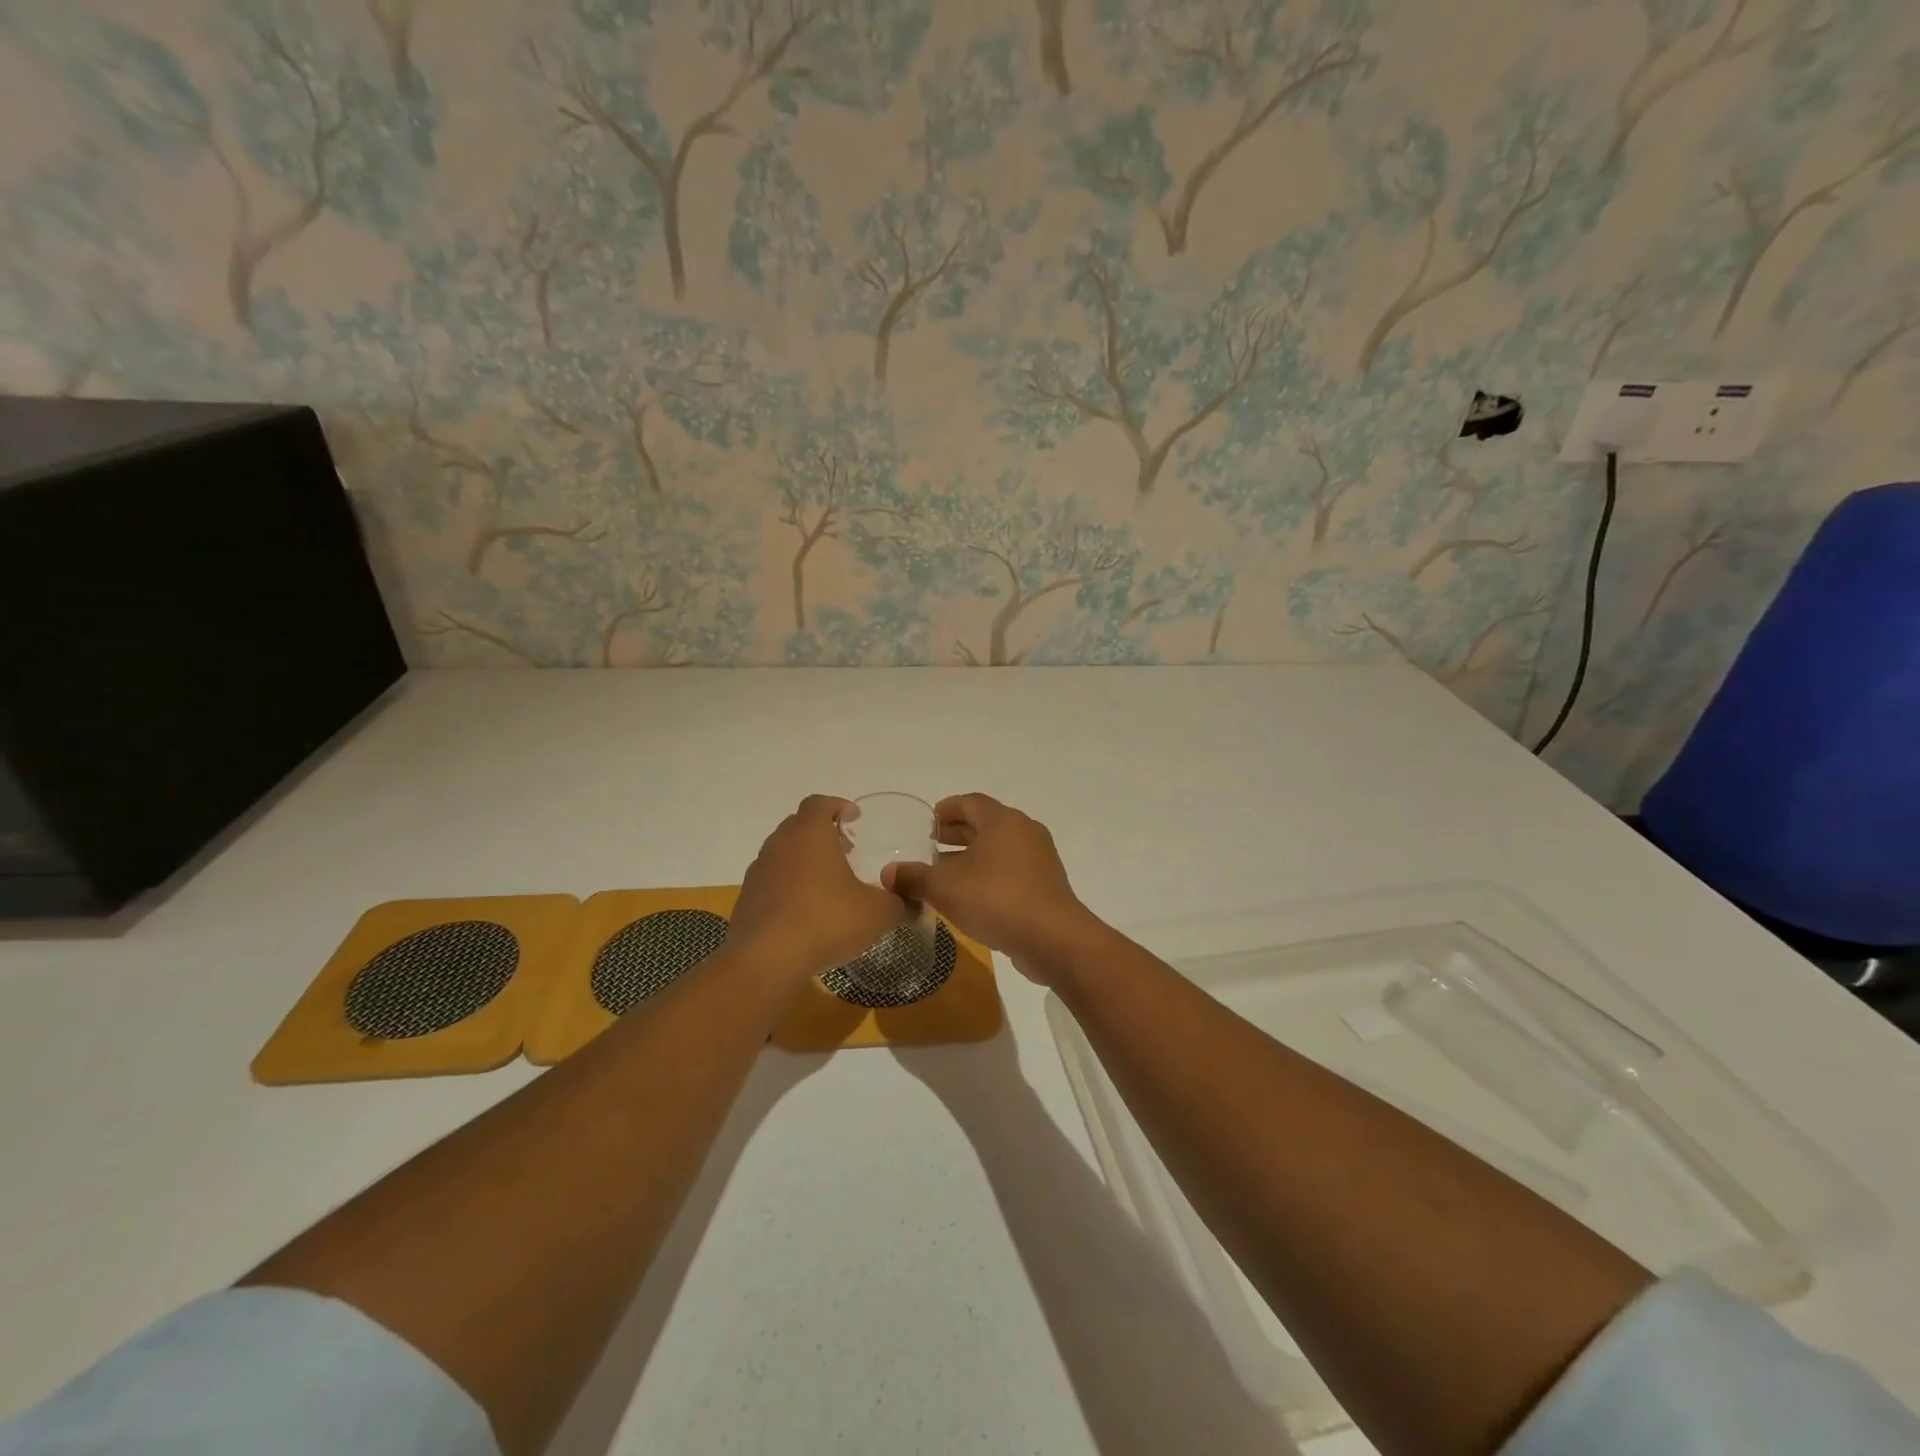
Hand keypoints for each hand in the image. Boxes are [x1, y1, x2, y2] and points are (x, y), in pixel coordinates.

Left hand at [730, 795, 912, 978]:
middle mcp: (779, 844)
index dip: (838, 806)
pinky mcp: (747, 900)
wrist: (765, 960)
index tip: (854, 820)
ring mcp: (758, 872)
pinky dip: (789, 888)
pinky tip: (807, 913)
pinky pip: (772, 883)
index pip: (819, 803)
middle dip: (822, 833)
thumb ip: (900, 904)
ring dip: (804, 862)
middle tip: (846, 851)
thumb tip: (915, 903)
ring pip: (783, 854)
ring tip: (829, 884)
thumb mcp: (878, 913)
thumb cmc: (826, 920)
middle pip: (799, 826)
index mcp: (809, 833)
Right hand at [883, 794, 1100, 981]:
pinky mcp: (1045, 885)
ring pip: (998, 849)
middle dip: (956, 835)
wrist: (1053, 938)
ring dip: (971, 858)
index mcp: (1002, 820)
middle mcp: (1023, 831)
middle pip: (985, 824)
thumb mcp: (945, 888)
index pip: (970, 802)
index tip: (929, 822)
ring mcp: (1039, 859)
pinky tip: (969, 897)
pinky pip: (1010, 870)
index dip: (947, 809)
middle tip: (930, 846)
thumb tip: (887, 873)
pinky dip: (988, 875)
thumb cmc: (995, 899)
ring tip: (944, 875)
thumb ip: (914, 877)